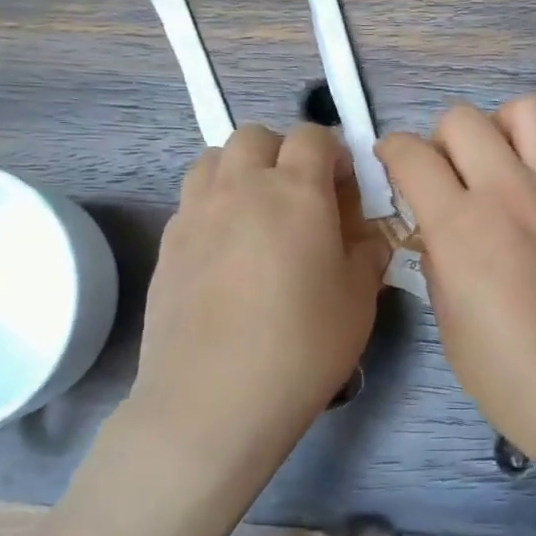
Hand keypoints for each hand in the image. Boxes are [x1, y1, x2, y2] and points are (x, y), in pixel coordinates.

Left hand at [124, 123, 389, 466]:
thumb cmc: (303, 345)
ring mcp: (196, 213)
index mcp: (296, 192)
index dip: (333, 153)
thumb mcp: (359, 299)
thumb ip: (368, 253)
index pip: (314, 137)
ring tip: (259, 213)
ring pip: (215, 159)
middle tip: (301, 196)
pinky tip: (228, 250)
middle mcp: (242, 188)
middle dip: (283, 152)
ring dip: (242, 170)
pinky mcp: (168, 244)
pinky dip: (214, 204)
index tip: (344, 189)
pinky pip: (192, 199)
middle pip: (257, 136)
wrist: (214, 399)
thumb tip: (365, 237)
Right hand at [377, 97, 535, 453]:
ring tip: (504, 163)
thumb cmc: (512, 379)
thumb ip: (439, 264)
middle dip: (442, 138)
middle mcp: (511, 193)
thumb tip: (439, 233)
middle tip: (448, 173)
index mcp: (461, 227)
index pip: (411, 155)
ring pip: (530, 111)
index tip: (394, 167)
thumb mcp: (450, 326)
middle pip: (464, 119)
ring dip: (504, 128)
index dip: (392, 153)